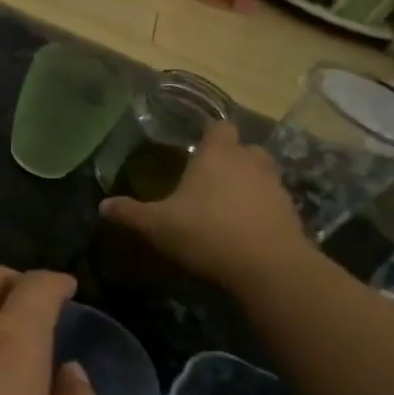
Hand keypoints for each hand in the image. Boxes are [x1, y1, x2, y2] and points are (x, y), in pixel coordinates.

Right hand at [99, 121, 312, 291]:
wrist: (269, 267)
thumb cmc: (207, 233)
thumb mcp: (157, 226)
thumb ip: (130, 213)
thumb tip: (103, 205)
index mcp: (218, 154)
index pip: (217, 127)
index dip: (207, 133)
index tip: (194, 145)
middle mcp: (250, 161)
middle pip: (242, 148)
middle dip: (228, 158)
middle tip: (207, 177)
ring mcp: (275, 186)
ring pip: (260, 174)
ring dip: (246, 183)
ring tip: (225, 204)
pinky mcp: (290, 212)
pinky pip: (271, 202)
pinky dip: (259, 209)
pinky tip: (243, 228)